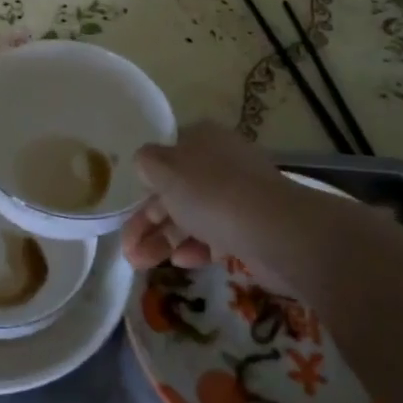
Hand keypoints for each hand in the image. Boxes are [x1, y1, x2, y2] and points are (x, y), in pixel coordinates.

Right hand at [121, 120, 320, 271]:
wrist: (275, 231)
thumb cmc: (211, 192)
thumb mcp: (165, 169)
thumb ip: (147, 162)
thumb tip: (145, 163)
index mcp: (201, 139)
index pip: (166, 155)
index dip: (144, 181)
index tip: (126, 205)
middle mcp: (220, 163)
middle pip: (175, 190)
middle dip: (147, 220)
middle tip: (127, 249)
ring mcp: (238, 196)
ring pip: (191, 216)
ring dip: (163, 239)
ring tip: (139, 264)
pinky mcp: (250, 227)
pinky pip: (214, 235)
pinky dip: (194, 248)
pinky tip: (179, 262)